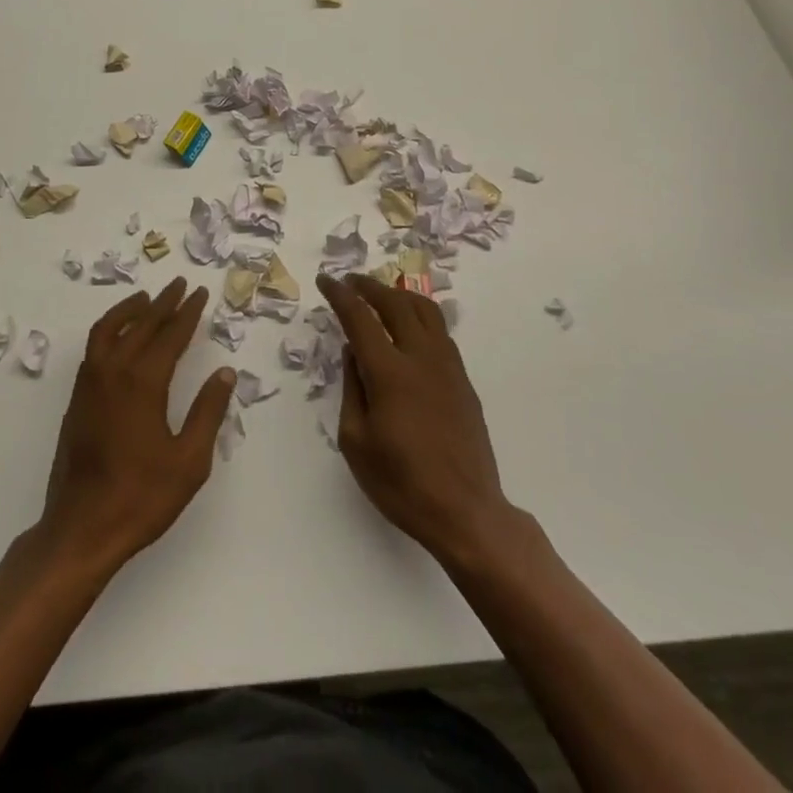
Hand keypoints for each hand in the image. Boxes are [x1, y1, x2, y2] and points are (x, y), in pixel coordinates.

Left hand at [38, 278, 235, 574]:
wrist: (81, 527)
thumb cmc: (141, 497)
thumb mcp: (189, 461)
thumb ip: (208, 412)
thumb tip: (226, 374)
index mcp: (144, 382)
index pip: (171, 335)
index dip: (188, 312)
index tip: (200, 292)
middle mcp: (114, 371)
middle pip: (141, 324)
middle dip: (164, 303)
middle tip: (181, 285)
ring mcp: (90, 383)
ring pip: (110, 329)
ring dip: (131, 309)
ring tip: (148, 298)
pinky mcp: (77, 397)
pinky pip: (95, 346)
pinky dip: (110, 327)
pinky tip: (120, 335)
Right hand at [318, 273, 521, 566]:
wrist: (466, 512)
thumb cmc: (402, 484)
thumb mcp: (356, 441)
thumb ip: (352, 388)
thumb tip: (353, 352)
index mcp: (390, 373)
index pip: (360, 318)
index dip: (340, 295)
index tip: (326, 280)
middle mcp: (421, 358)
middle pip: (395, 303)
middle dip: (369, 286)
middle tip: (350, 281)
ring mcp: (448, 367)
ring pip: (425, 310)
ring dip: (399, 294)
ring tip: (381, 294)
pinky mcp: (463, 380)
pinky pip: (440, 331)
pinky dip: (420, 315)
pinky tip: (409, 326)